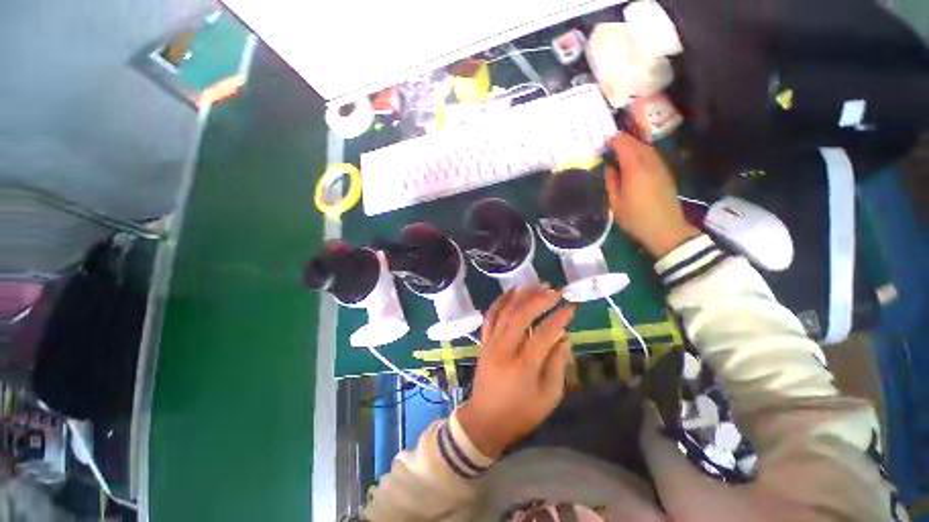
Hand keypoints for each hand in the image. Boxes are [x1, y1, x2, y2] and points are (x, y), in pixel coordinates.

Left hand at [457, 284, 576, 458]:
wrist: (485, 420)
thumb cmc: (520, 413)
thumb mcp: (548, 397)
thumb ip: (557, 365)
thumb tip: (564, 337)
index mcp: (523, 366)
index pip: (544, 334)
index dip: (559, 318)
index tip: (572, 306)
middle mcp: (504, 349)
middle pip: (521, 316)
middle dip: (539, 300)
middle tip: (554, 290)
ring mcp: (491, 343)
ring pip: (505, 312)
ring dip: (520, 295)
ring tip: (535, 284)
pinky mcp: (484, 342)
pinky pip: (490, 316)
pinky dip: (500, 302)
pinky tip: (510, 292)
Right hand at [604, 132, 699, 257]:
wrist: (665, 228)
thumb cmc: (635, 218)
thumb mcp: (616, 203)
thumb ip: (611, 182)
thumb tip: (609, 168)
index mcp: (635, 171)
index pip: (626, 147)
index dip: (616, 140)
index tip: (607, 138)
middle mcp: (649, 165)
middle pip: (638, 145)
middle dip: (626, 139)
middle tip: (614, 140)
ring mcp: (660, 168)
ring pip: (648, 149)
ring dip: (636, 144)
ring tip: (624, 146)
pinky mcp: (666, 174)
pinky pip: (654, 156)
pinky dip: (644, 151)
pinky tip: (638, 158)